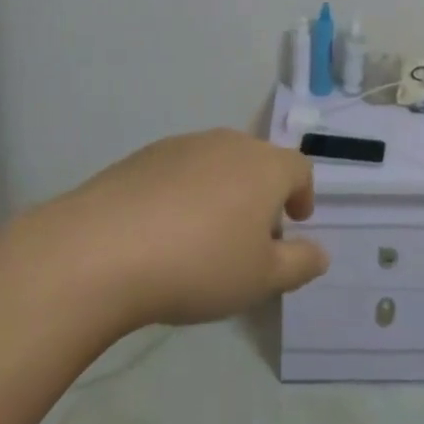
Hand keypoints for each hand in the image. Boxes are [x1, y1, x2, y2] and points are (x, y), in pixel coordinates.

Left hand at [49, 129, 330, 330]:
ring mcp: (183, 145)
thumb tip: (321, 253)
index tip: (295, 222)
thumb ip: (299, 263)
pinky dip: (184, 192)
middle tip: (251, 236)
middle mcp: (229, 144)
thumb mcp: (261, 279)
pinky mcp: (144, 156)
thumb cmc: (198, 264)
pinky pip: (179, 170)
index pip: (299, 168)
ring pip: (218, 163)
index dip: (303, 194)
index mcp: (265, 166)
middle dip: (262, 194)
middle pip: (258, 162)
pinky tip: (164, 230)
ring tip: (206, 236)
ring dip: (223, 191)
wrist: (102, 249)